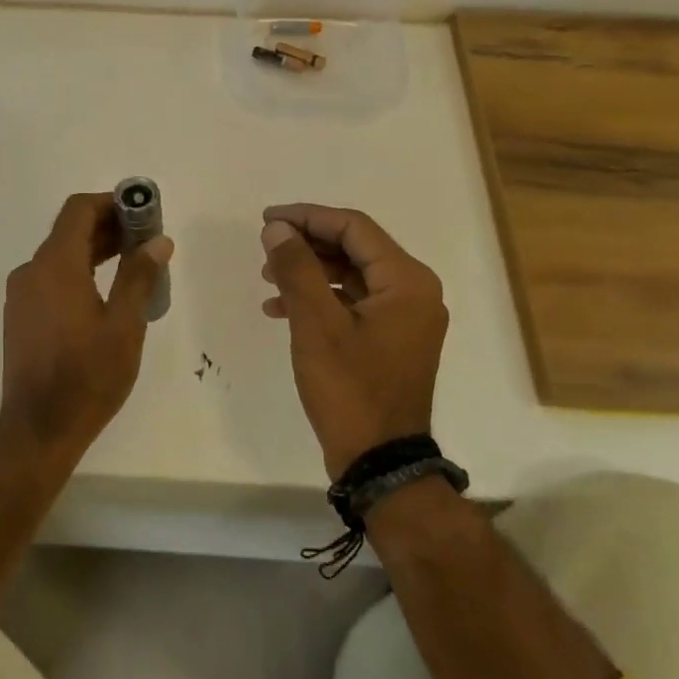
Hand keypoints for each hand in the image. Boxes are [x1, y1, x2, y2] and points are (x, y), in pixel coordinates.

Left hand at [0, 192, 173, 456]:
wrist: (38, 429)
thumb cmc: (87, 376)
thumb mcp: (124, 326)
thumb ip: (139, 277)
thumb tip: (158, 241)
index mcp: (55, 266)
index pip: (79, 210)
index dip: (112, 203)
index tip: (143, 213)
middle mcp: (31, 271)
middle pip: (69, 231)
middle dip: (109, 227)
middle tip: (147, 240)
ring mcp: (21, 294)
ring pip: (60, 256)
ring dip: (95, 251)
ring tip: (134, 264)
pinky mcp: (20, 316)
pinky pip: (51, 278)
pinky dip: (78, 272)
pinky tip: (105, 294)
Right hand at [259, 204, 448, 478]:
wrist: (379, 461)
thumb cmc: (350, 388)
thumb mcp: (316, 324)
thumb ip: (296, 268)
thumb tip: (277, 229)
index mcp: (407, 281)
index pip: (354, 228)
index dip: (307, 217)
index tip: (267, 219)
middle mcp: (413, 292)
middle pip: (354, 249)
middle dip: (306, 245)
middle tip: (265, 248)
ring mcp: (404, 318)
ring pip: (350, 275)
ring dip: (308, 272)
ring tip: (267, 279)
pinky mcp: (390, 339)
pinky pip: (352, 303)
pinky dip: (319, 299)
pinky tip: (282, 310)